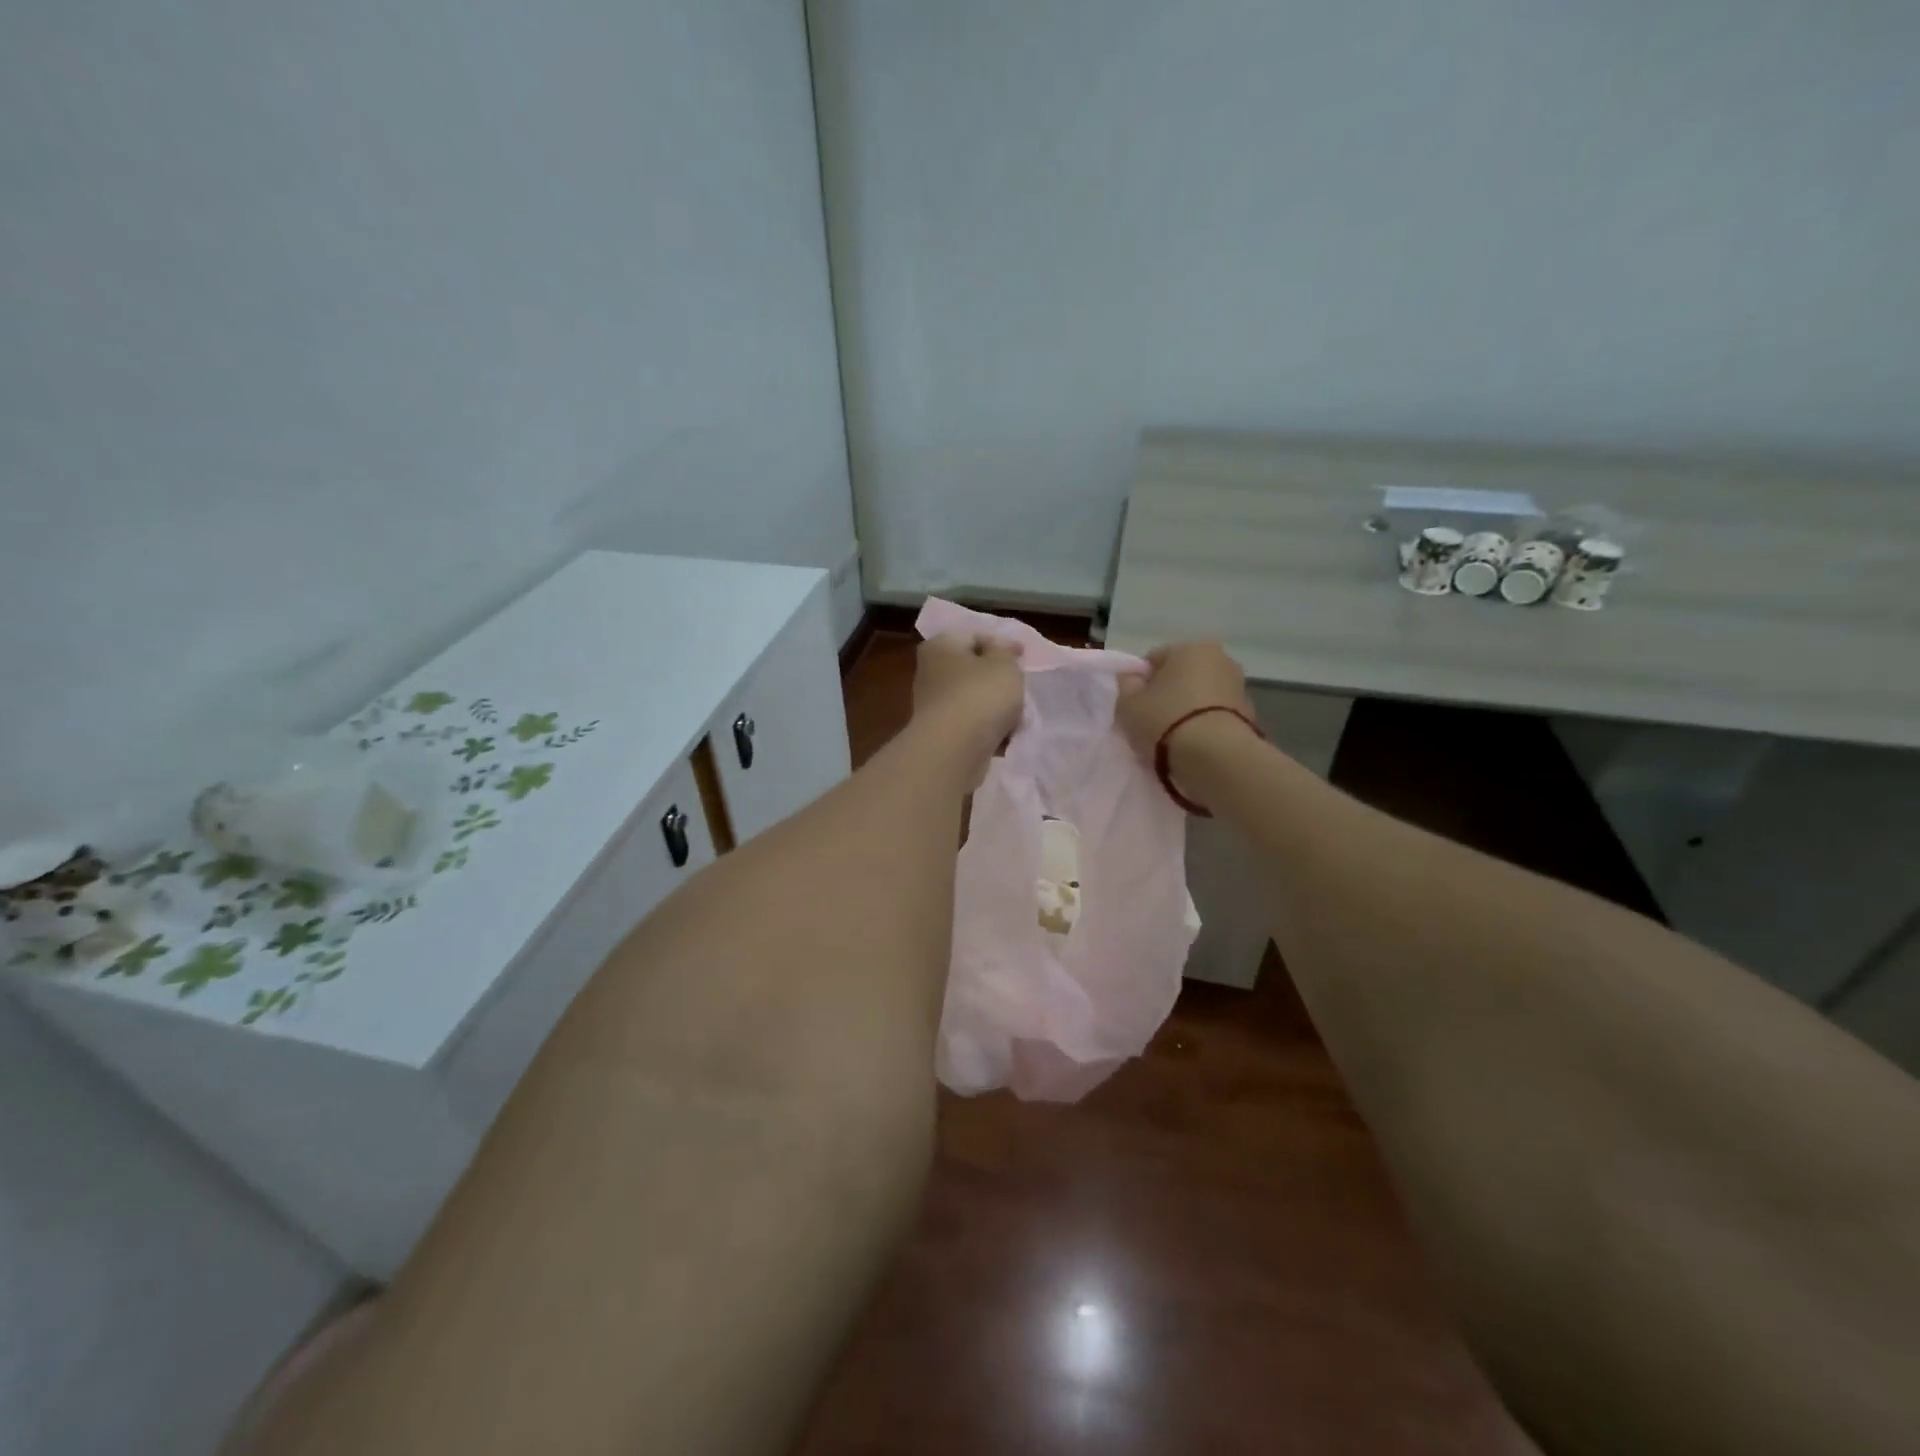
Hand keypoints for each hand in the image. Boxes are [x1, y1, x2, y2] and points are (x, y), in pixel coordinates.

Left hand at [912, 634, 1024, 775]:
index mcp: (940, 646)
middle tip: (1019, 688)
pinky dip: (986, 729)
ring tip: (1016, 717)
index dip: (1001, 644)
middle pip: (972, 670)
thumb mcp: (1004, 663)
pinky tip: (1004, 737)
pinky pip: (970, 725)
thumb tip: (996, 651)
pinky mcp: (940, 734)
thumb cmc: (980, 694)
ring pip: (973, 700)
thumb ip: (1004, 651)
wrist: (955, 749)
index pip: (973, 636)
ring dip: (994, 708)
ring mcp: (933, 705)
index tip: (1023, 656)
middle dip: (998, 680)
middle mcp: (930, 672)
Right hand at [1114, 643, 1258, 795]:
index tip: (1135, 706)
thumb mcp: (1128, 704)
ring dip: (1189, 710)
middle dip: (1168, 694)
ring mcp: (1239, 686)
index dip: (1140, 683)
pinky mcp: (1251, 714)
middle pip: (1182, 675)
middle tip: (1153, 722)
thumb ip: (1127, 685)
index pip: (1154, 659)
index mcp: (1189, 647)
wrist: (1216, 757)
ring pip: (1201, 695)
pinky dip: (1206, 725)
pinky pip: (1216, 716)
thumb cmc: (1166, 721)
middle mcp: (1220, 658)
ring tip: (1175, 738)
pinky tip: (1195, 745)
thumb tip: (1133, 679)